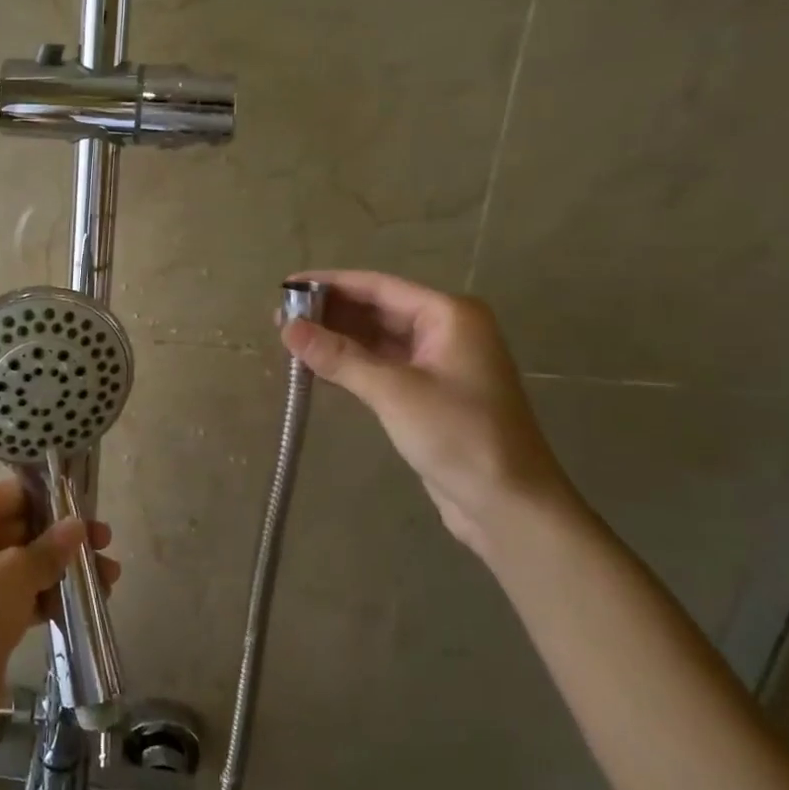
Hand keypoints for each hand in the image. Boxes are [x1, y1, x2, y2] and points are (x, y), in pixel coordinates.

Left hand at [0, 480, 118, 747]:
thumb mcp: (16, 574)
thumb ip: (51, 547)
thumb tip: (77, 525)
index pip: (17, 493)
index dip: (54, 501)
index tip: (90, 514)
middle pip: (26, 526)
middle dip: (66, 539)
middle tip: (108, 547)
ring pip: (29, 561)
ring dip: (66, 569)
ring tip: (109, 581)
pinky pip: (25, 592)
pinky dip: (51, 596)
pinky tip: (85, 607)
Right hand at [280, 270, 578, 553]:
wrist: (509, 505)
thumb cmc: (459, 436)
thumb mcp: (393, 392)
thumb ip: (338, 357)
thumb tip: (287, 328)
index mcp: (449, 315)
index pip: (378, 286)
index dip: (329, 284)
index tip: (285, 287)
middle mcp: (446, 330)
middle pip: (377, 309)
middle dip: (330, 312)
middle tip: (279, 318)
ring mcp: (438, 363)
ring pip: (376, 338)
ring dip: (336, 339)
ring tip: (290, 339)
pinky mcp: (428, 393)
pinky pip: (381, 364)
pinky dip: (350, 363)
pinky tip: (317, 365)